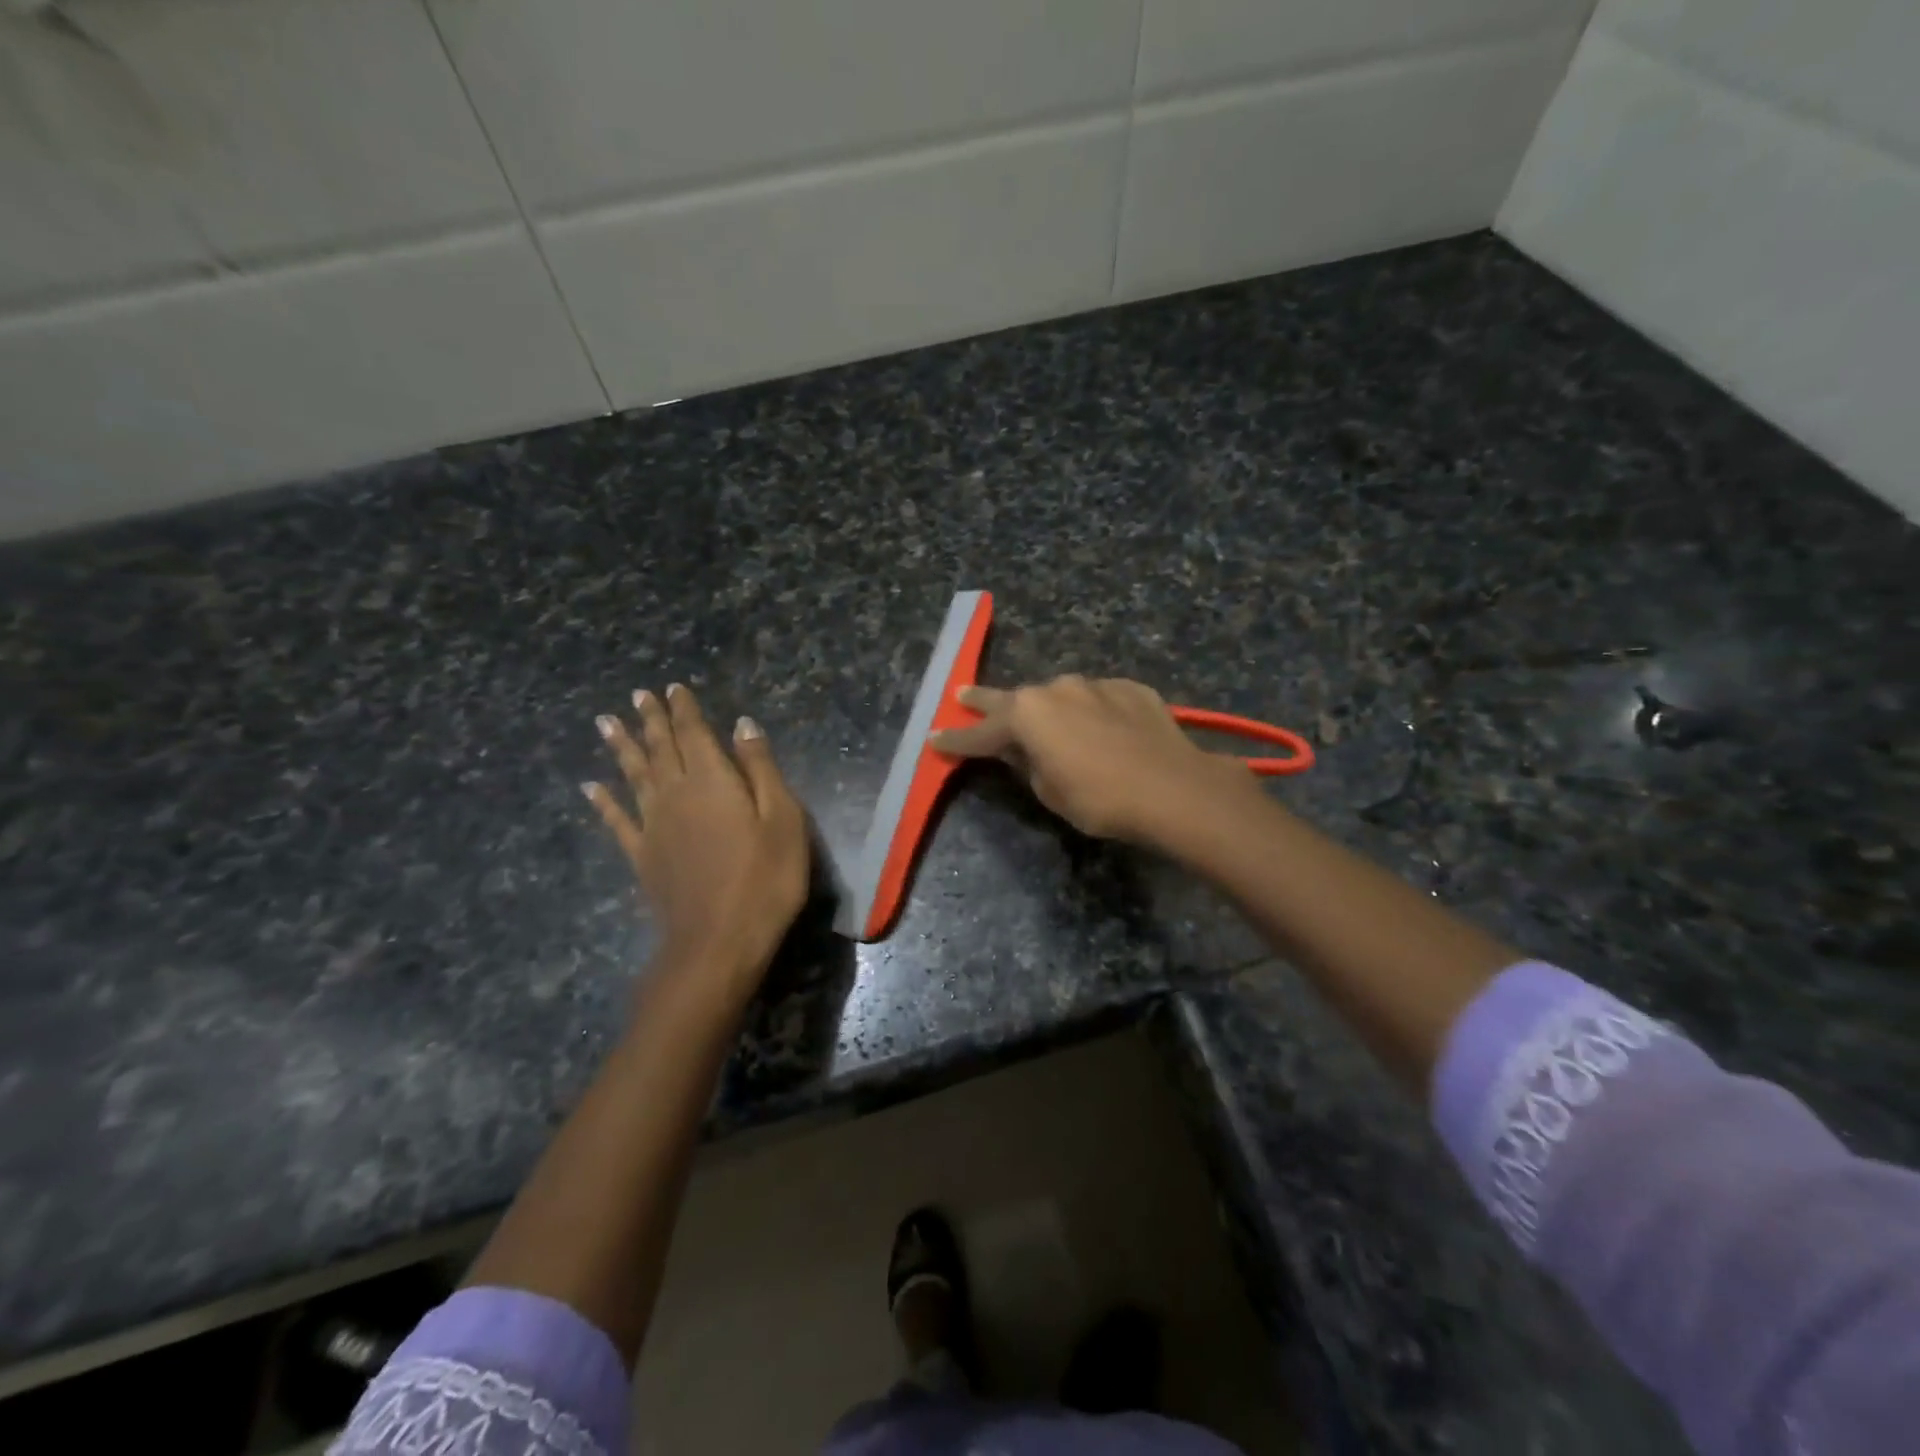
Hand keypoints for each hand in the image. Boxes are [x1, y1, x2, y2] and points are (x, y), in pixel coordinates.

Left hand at [583, 684, 809, 1014]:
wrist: (719, 941)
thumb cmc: (765, 878)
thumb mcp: (782, 818)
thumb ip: (760, 768)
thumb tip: (743, 725)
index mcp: (711, 780)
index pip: (694, 733)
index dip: (684, 709)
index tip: (673, 687)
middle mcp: (675, 793)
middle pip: (659, 748)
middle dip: (651, 719)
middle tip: (638, 695)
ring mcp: (653, 826)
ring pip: (633, 775)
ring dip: (620, 746)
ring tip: (605, 721)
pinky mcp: (642, 856)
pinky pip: (616, 820)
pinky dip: (603, 801)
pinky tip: (590, 787)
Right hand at [930, 676, 1253, 845]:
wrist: (1174, 787)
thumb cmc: (1100, 799)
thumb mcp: (1049, 791)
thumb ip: (1026, 764)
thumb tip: (1020, 750)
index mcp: (1026, 715)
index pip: (980, 733)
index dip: (956, 741)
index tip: (935, 739)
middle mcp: (1055, 689)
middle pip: (1011, 698)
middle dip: (984, 701)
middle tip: (962, 694)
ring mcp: (1094, 684)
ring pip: (1059, 695)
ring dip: (1047, 708)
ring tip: (1046, 721)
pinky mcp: (1129, 689)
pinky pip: (1098, 699)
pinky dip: (1091, 711)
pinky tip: (1101, 727)